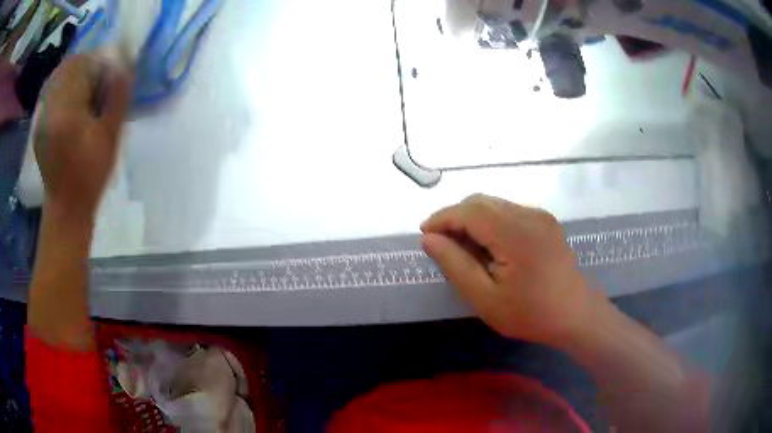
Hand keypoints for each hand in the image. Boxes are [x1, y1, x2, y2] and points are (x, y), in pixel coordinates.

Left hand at [34, 55, 131, 220]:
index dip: (100, 61)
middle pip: (68, 65)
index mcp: (66, 112)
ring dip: (73, 71)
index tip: (110, 71)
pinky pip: (49, 89)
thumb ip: (118, 94)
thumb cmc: (90, 174)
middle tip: (98, 77)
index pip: (83, 64)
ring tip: (84, 86)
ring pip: (57, 75)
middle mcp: (49, 109)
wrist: (66, 206)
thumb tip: (125, 60)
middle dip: (86, 64)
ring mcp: (41, 116)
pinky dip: (61, 83)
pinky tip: (69, 95)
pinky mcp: (38, 122)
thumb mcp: (110, 135)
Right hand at [421, 194, 598, 345]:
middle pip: (481, 202)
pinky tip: (489, 246)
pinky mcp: (546, 222)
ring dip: (473, 219)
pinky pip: (509, 212)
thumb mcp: (485, 298)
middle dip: (455, 217)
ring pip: (495, 205)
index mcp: (514, 233)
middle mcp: (529, 214)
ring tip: (463, 247)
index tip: (424, 234)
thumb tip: (429, 239)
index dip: (442, 218)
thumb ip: (455, 265)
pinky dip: (491, 222)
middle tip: (441, 243)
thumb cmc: (530, 313)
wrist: (576, 315)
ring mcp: (540, 216)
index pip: (469, 211)